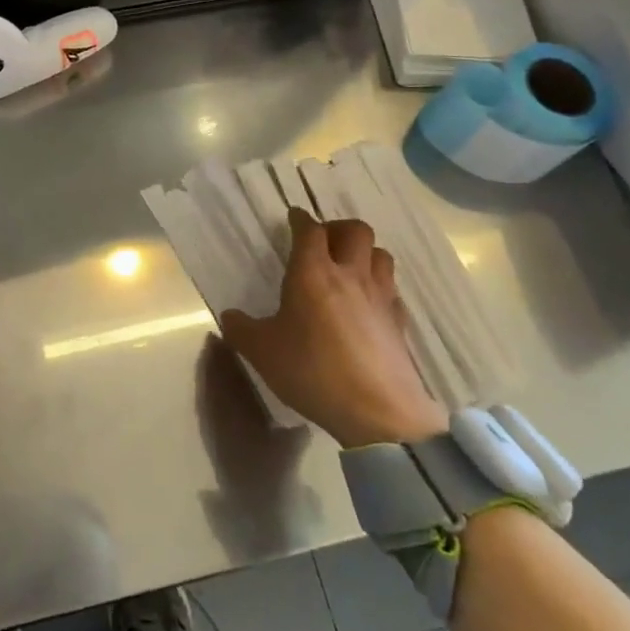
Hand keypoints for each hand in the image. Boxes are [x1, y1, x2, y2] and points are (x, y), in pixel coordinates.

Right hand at [219, 208, 447, 447]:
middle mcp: (350, 275)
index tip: (293, 218)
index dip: (300, 219)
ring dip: (364, 253)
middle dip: (338, 228)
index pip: (309, 230)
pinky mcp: (400, 323)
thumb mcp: (262, 352)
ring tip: (348, 268)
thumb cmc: (313, 372)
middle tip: (322, 243)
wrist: (378, 412)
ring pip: (380, 255)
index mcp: (313, 273)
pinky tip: (368, 306)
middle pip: (356, 230)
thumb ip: (241, 329)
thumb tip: (229, 316)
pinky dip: (380, 288)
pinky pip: (392, 290)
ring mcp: (380, 298)